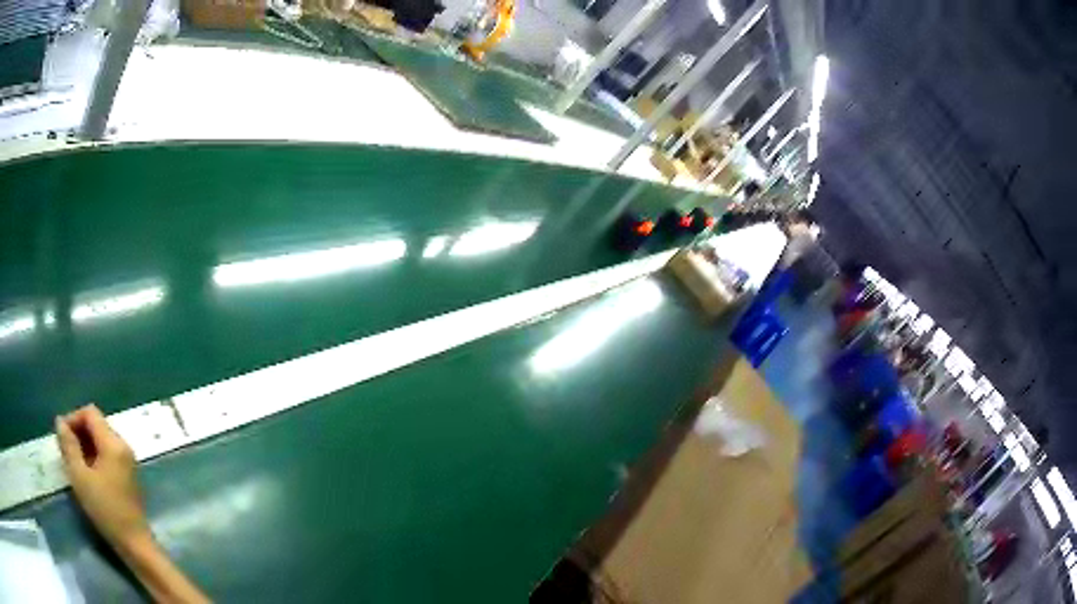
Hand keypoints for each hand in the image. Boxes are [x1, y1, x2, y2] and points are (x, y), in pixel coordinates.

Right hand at [55, 405, 150, 549]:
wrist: (136, 546)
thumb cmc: (106, 511)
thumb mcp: (80, 477)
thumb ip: (69, 446)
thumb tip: (60, 421)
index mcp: (114, 443)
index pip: (90, 413)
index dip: (73, 419)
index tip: (62, 437)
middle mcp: (123, 447)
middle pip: (96, 425)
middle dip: (78, 432)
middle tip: (66, 452)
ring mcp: (128, 463)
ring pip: (101, 441)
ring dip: (85, 446)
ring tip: (74, 463)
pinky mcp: (128, 477)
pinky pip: (107, 456)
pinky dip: (94, 458)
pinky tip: (86, 474)